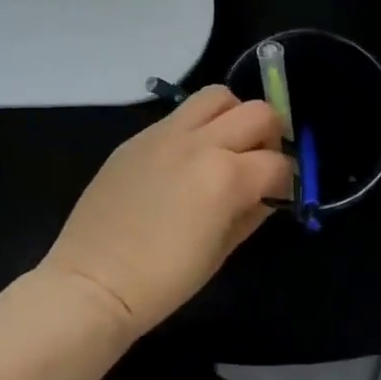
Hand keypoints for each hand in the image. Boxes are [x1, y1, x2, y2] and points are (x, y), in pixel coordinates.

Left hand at [41, 87, 292, 340]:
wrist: (92, 282)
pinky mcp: (138, 137)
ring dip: (233, 117)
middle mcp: (200, 143)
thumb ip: (252, 212)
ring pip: (217, 96)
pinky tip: (186, 160)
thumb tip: (268, 193)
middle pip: (258, 113)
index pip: (279, 163)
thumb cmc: (163, 281)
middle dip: (270, 136)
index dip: (288, 181)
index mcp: (226, 177)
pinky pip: (179, 115)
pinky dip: (197, 127)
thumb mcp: (222, 252)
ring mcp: (164, 134)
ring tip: (225, 147)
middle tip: (259, 164)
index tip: (280, 195)